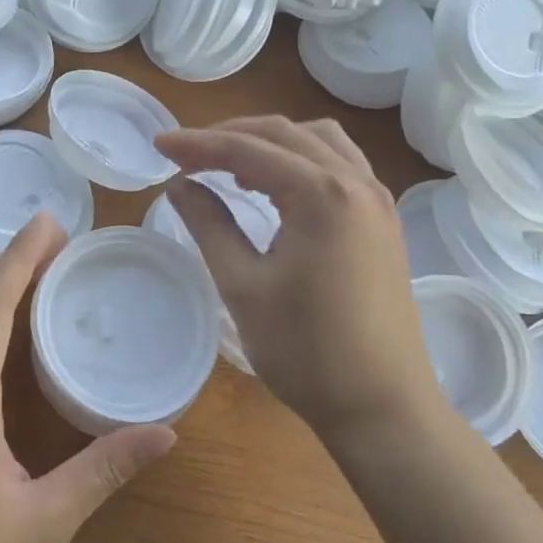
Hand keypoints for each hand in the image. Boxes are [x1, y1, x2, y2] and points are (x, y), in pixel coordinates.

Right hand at [154, 117, 446, 448]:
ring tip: (229, 166)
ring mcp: (377, 200)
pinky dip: (300, 159)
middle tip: (185, 154)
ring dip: (269, 142)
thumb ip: (209, 224)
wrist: (383, 408)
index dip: (198, 144)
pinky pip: (339, 164)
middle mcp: (356, 182)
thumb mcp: (243, 285)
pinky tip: (276, 186)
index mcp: (321, 193)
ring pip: (317, 141)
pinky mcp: (383, 220)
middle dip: (229, 136)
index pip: (247, 149)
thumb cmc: (306, 351)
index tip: (159, 145)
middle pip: (283, 134)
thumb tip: (180, 186)